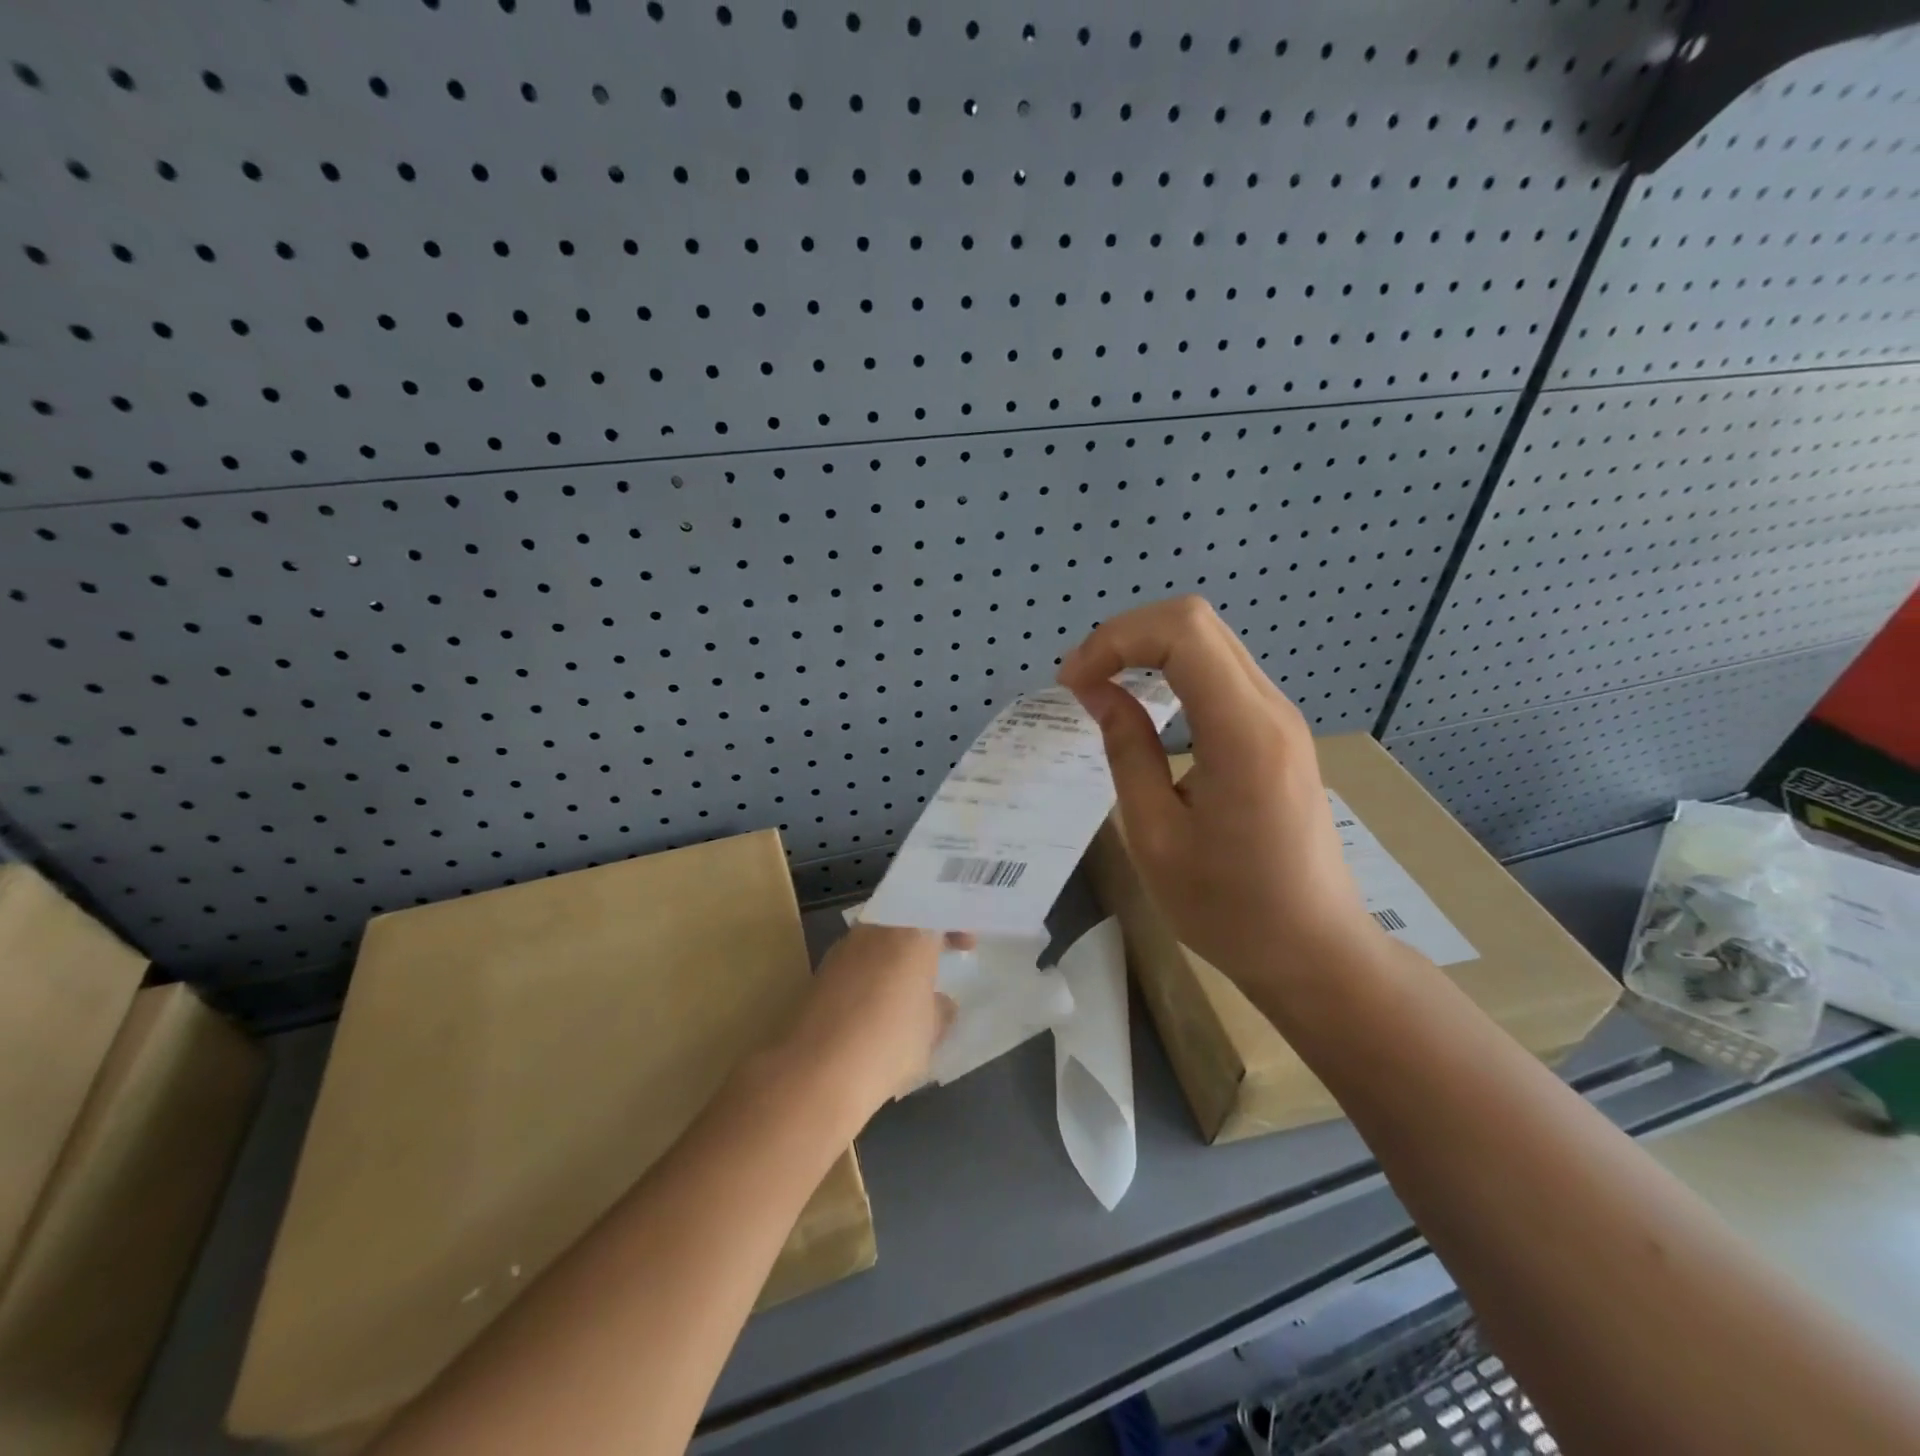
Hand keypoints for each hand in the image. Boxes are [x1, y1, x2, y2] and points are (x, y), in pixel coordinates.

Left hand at [778, 924, 967, 1124]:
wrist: (816, 1073)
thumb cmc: (888, 1043)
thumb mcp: (931, 1031)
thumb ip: (940, 1009)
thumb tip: (940, 1002)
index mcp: (909, 933)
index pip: (937, 912)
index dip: (955, 925)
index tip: (966, 946)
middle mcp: (874, 931)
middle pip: (903, 920)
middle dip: (921, 939)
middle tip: (937, 960)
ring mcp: (842, 950)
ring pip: (877, 941)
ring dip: (894, 957)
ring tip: (908, 989)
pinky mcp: (820, 974)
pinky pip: (856, 963)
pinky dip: (871, 976)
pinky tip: (876, 1008)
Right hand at [1058, 596, 1383, 988]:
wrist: (1314, 950)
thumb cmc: (1228, 909)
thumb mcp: (1155, 836)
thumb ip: (1126, 750)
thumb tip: (1099, 690)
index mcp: (1243, 733)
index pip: (1181, 632)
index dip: (1115, 640)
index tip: (1072, 684)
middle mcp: (1271, 709)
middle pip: (1197, 621)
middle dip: (1126, 636)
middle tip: (1081, 682)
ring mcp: (1281, 717)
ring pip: (1210, 641)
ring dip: (1148, 649)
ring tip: (1103, 688)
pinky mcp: (1278, 733)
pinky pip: (1221, 672)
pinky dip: (1172, 670)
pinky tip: (1146, 705)